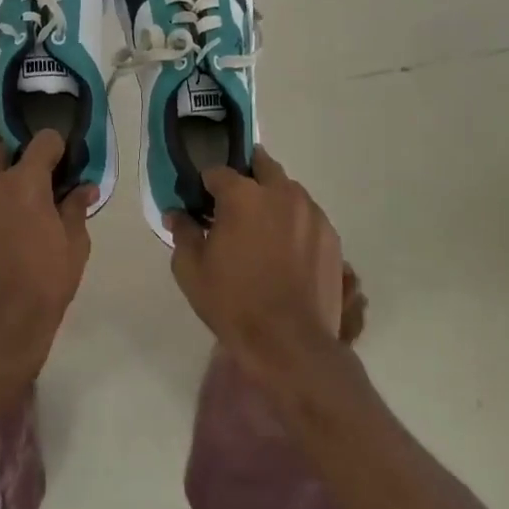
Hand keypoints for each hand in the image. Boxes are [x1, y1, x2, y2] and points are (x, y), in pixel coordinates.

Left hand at [0, 130, 93, 389]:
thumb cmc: (40, 289)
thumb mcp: (73, 249)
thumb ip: (76, 209)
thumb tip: (84, 187)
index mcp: (24, 183)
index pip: (42, 141)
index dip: (56, 148)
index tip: (65, 165)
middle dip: (17, 155)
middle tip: (36, 181)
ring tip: (18, 213)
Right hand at [167, 148, 345, 372]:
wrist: (290, 343)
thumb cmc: (233, 303)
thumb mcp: (191, 270)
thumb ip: (182, 233)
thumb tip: (176, 214)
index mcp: (242, 195)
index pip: (217, 172)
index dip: (205, 185)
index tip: (200, 203)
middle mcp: (280, 193)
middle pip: (261, 165)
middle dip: (245, 177)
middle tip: (234, 205)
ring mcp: (311, 213)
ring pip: (288, 189)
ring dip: (272, 198)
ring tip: (262, 229)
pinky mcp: (331, 236)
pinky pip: (308, 215)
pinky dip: (294, 221)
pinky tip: (286, 249)